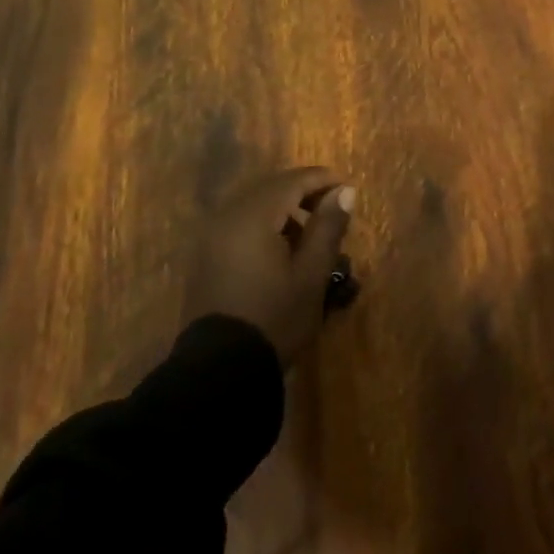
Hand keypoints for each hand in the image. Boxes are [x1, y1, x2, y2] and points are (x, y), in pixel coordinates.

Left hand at [184, 166, 355, 365]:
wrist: (219, 373)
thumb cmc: (274, 319)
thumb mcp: (311, 275)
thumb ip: (328, 227)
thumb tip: (345, 191)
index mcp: (253, 216)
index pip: (292, 181)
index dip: (323, 180)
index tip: (349, 188)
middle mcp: (227, 216)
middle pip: (270, 187)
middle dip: (303, 192)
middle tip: (333, 207)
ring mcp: (211, 236)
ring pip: (253, 204)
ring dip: (283, 208)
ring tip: (311, 232)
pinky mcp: (205, 256)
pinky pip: (239, 222)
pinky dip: (263, 223)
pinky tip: (281, 248)